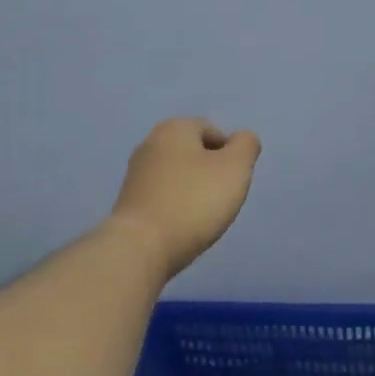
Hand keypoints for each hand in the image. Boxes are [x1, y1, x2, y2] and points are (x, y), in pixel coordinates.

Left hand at [110, 118, 261, 278]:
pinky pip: (163, 197)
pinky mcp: (128, 202)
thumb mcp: (235, 168)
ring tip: (203, 217)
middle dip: (211, 173)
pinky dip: (176, 207)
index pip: (213, 131)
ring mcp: (135, 174)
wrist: (141, 247)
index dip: (230, 155)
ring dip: (193, 191)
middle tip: (222, 199)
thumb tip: (242, 140)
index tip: (233, 182)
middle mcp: (150, 143)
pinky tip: (182, 226)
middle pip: (194, 153)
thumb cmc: (194, 202)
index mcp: (174, 128)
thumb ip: (246, 145)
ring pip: (178, 176)